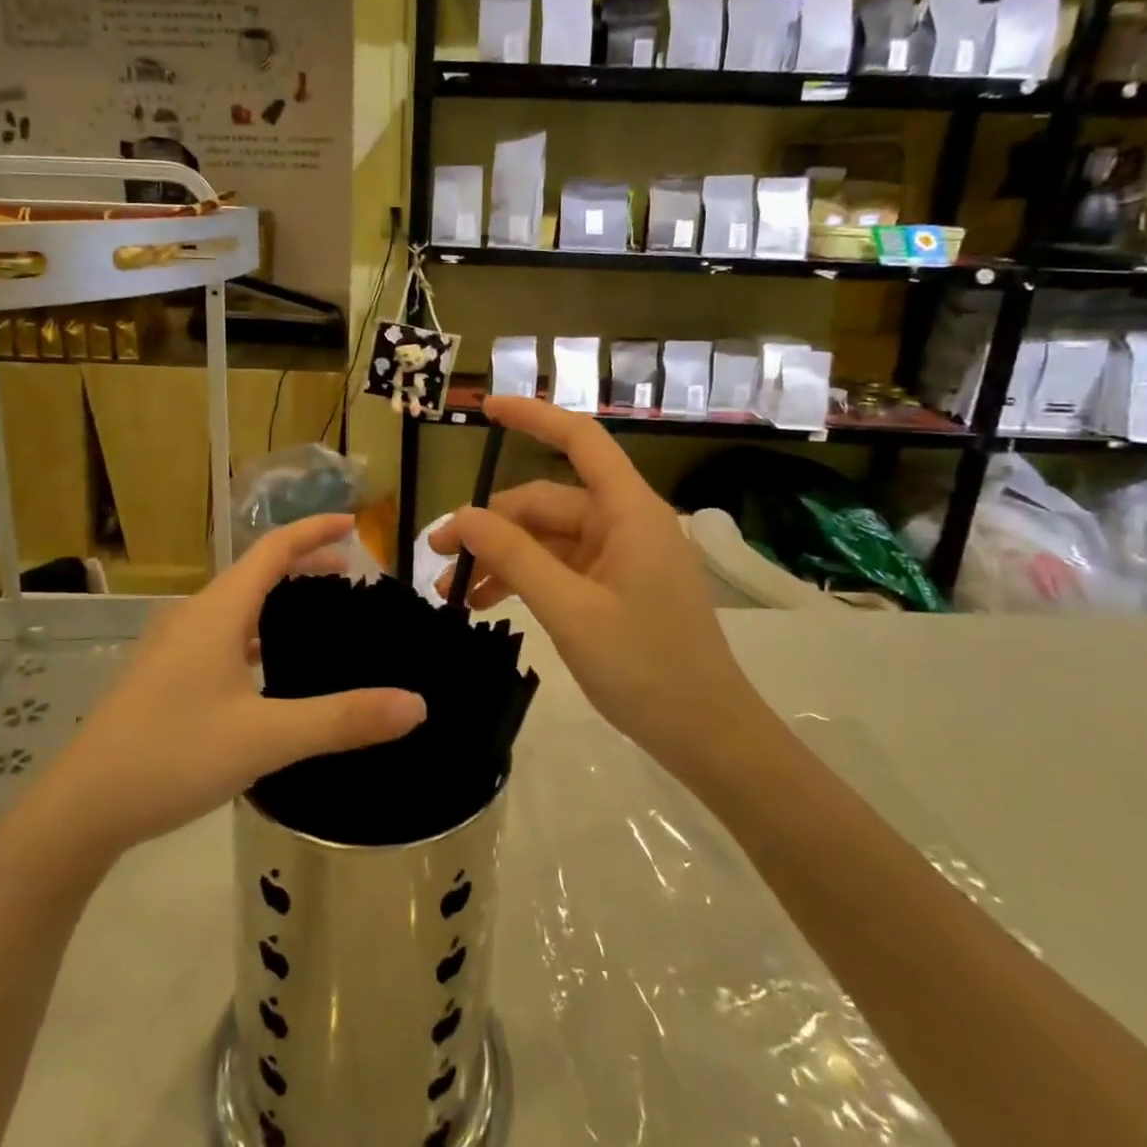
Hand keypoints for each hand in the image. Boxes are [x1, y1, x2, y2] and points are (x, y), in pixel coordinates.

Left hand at [40, 514, 425, 858]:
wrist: (80, 808)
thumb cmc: (172, 757)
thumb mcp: (265, 739)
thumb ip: (342, 719)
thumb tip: (416, 704)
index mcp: (217, 612)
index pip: (273, 549)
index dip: (313, 531)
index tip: (353, 524)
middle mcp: (193, 616)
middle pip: (255, 571)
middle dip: (303, 564)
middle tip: (349, 574)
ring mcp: (171, 645)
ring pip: (235, 604)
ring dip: (277, 597)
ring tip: (315, 613)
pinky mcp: (162, 673)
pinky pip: (219, 632)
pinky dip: (254, 629)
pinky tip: (265, 666)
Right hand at [429, 397, 770, 780]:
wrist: (708, 738)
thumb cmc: (647, 669)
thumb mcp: (571, 611)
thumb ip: (516, 557)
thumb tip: (462, 515)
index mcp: (628, 511)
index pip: (580, 439)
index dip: (533, 416)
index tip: (485, 408)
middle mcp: (623, 523)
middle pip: (545, 503)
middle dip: (490, 525)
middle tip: (438, 555)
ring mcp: (619, 557)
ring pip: (546, 539)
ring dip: (500, 559)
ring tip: (451, 592)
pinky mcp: (613, 587)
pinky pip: (558, 568)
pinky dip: (522, 580)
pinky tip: (484, 604)